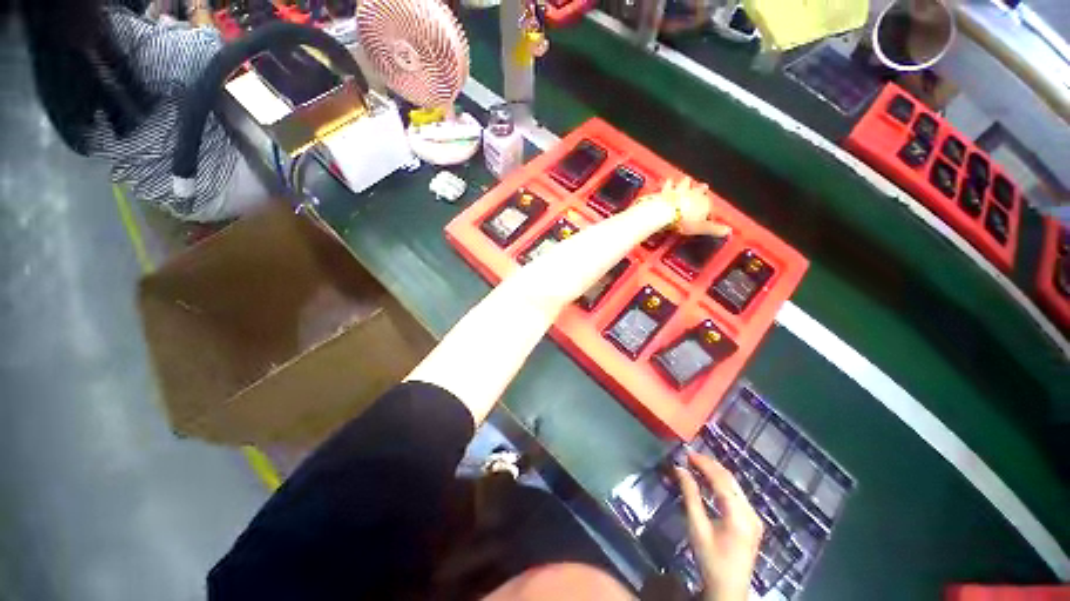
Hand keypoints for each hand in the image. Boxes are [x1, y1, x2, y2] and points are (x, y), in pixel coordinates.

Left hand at [653, 178, 731, 238]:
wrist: (667, 212)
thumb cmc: (686, 221)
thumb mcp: (702, 228)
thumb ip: (715, 229)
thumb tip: (728, 231)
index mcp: (705, 203)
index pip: (709, 207)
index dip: (707, 212)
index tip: (704, 217)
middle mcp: (695, 193)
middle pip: (701, 190)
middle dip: (702, 190)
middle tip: (704, 187)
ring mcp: (681, 190)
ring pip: (686, 183)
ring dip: (687, 182)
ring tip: (688, 180)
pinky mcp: (667, 190)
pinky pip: (669, 184)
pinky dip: (669, 183)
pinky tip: (669, 181)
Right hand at [676, 452, 763, 600]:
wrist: (729, 589)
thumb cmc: (710, 559)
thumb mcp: (697, 527)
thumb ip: (690, 495)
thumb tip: (680, 469)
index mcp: (739, 515)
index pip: (721, 480)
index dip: (704, 464)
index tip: (687, 453)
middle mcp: (751, 512)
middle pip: (730, 480)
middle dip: (710, 465)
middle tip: (689, 456)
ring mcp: (754, 517)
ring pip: (734, 485)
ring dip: (715, 473)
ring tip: (695, 464)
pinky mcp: (752, 521)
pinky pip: (736, 495)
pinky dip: (721, 484)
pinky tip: (708, 481)